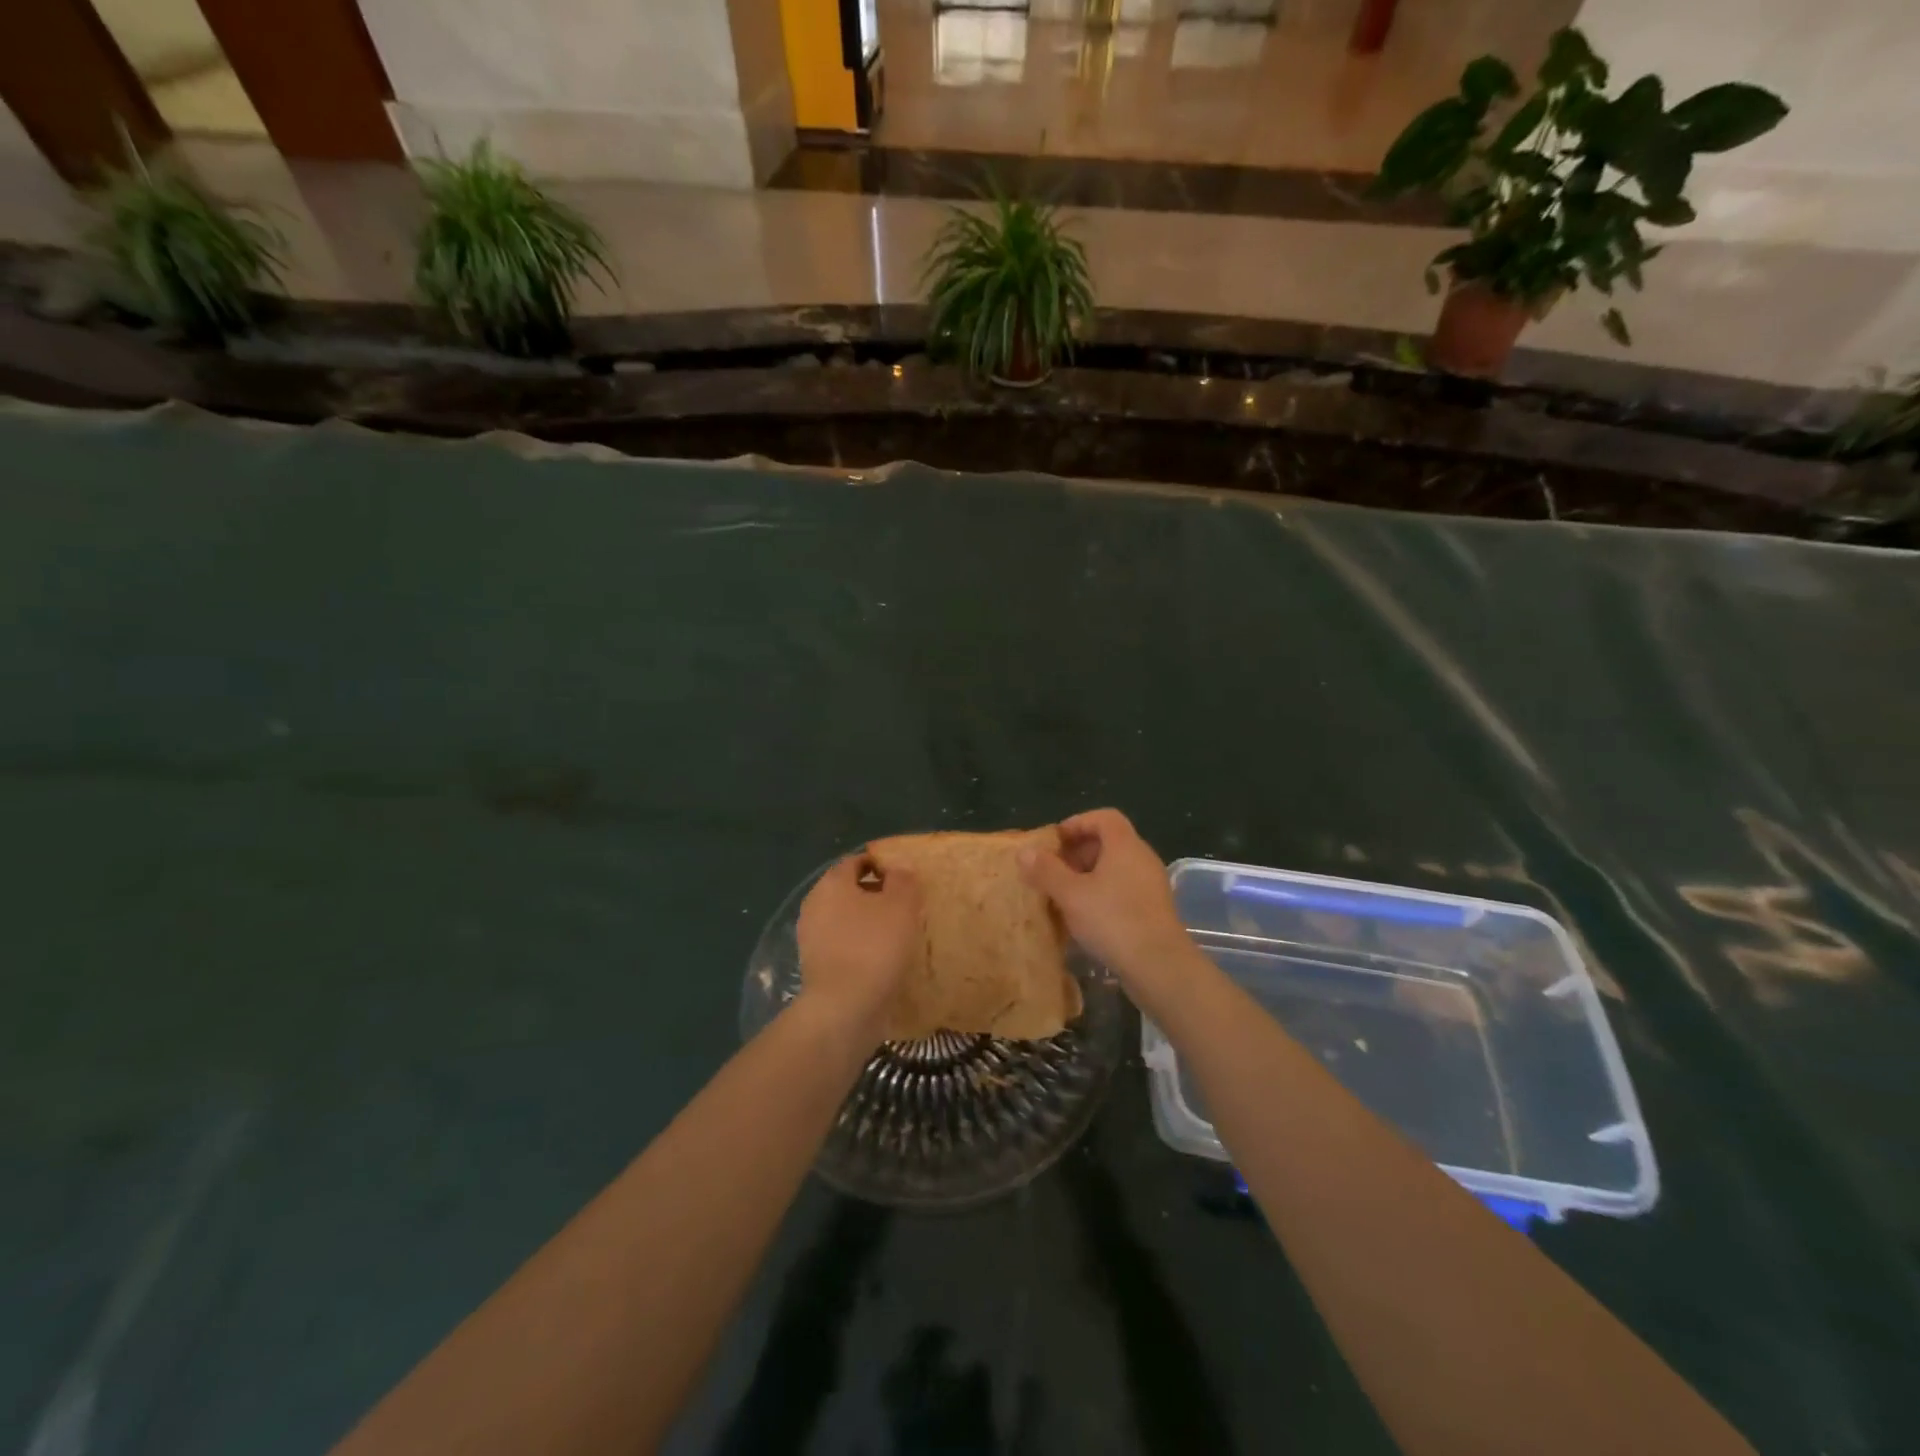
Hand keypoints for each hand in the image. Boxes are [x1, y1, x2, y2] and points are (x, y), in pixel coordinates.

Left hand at [796, 853, 923, 1045]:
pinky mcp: (816, 965)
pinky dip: (861, 946)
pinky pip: (843, 945)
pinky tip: (882, 959)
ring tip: (898, 935)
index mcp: (832, 882)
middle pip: (849, 889)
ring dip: (869, 922)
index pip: (857, 861)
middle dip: (876, 894)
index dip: (882, 864)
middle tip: (906, 906)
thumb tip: (899, 868)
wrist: (844, 1008)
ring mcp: (811, 937)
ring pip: (846, 918)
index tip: (906, 878)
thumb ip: (903, 880)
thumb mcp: (901, 905)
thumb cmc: (874, 946)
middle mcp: (815, 904)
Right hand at [1018, 809, 1195, 1002]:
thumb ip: (1046, 870)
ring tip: (1064, 897)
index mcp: (1125, 845)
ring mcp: (1151, 885)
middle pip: (1109, 842)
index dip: (1077, 823)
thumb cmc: (1113, 920)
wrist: (1160, 966)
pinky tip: (1085, 918)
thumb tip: (1024, 851)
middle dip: (1078, 853)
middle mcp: (1142, 858)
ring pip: (1115, 868)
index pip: (1104, 817)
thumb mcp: (1071, 895)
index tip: (1055, 842)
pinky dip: (1102, 895)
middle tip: (1053, 872)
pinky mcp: (1154, 909)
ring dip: (1088, 877)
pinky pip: (1124, 889)